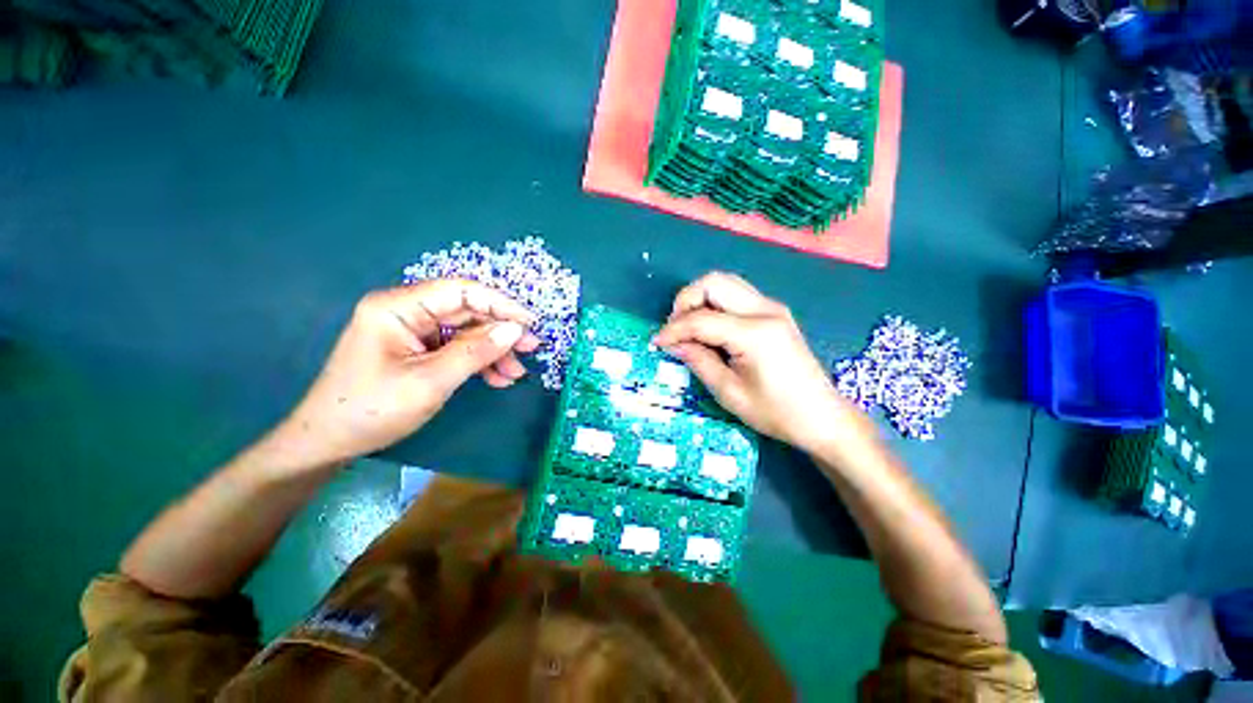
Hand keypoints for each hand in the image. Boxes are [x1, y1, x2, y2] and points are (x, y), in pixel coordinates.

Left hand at [273, 279, 539, 466]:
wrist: (329, 442)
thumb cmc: (373, 410)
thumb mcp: (431, 381)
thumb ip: (476, 351)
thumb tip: (515, 330)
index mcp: (398, 307)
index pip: (460, 291)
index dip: (500, 304)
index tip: (530, 322)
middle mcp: (406, 311)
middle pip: (466, 311)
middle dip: (500, 331)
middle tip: (530, 349)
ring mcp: (412, 331)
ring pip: (466, 331)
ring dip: (493, 350)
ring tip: (516, 372)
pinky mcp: (417, 349)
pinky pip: (456, 348)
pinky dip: (479, 361)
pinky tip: (497, 378)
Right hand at [653, 272, 863, 452]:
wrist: (822, 416)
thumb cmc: (776, 412)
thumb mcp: (729, 393)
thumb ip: (699, 361)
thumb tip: (673, 343)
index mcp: (755, 333)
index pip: (701, 319)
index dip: (673, 329)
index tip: (657, 343)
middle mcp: (765, 310)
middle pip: (713, 282)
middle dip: (686, 300)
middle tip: (676, 329)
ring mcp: (772, 308)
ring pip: (725, 282)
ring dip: (700, 299)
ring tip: (690, 328)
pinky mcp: (774, 312)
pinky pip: (736, 295)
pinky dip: (715, 304)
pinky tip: (710, 329)